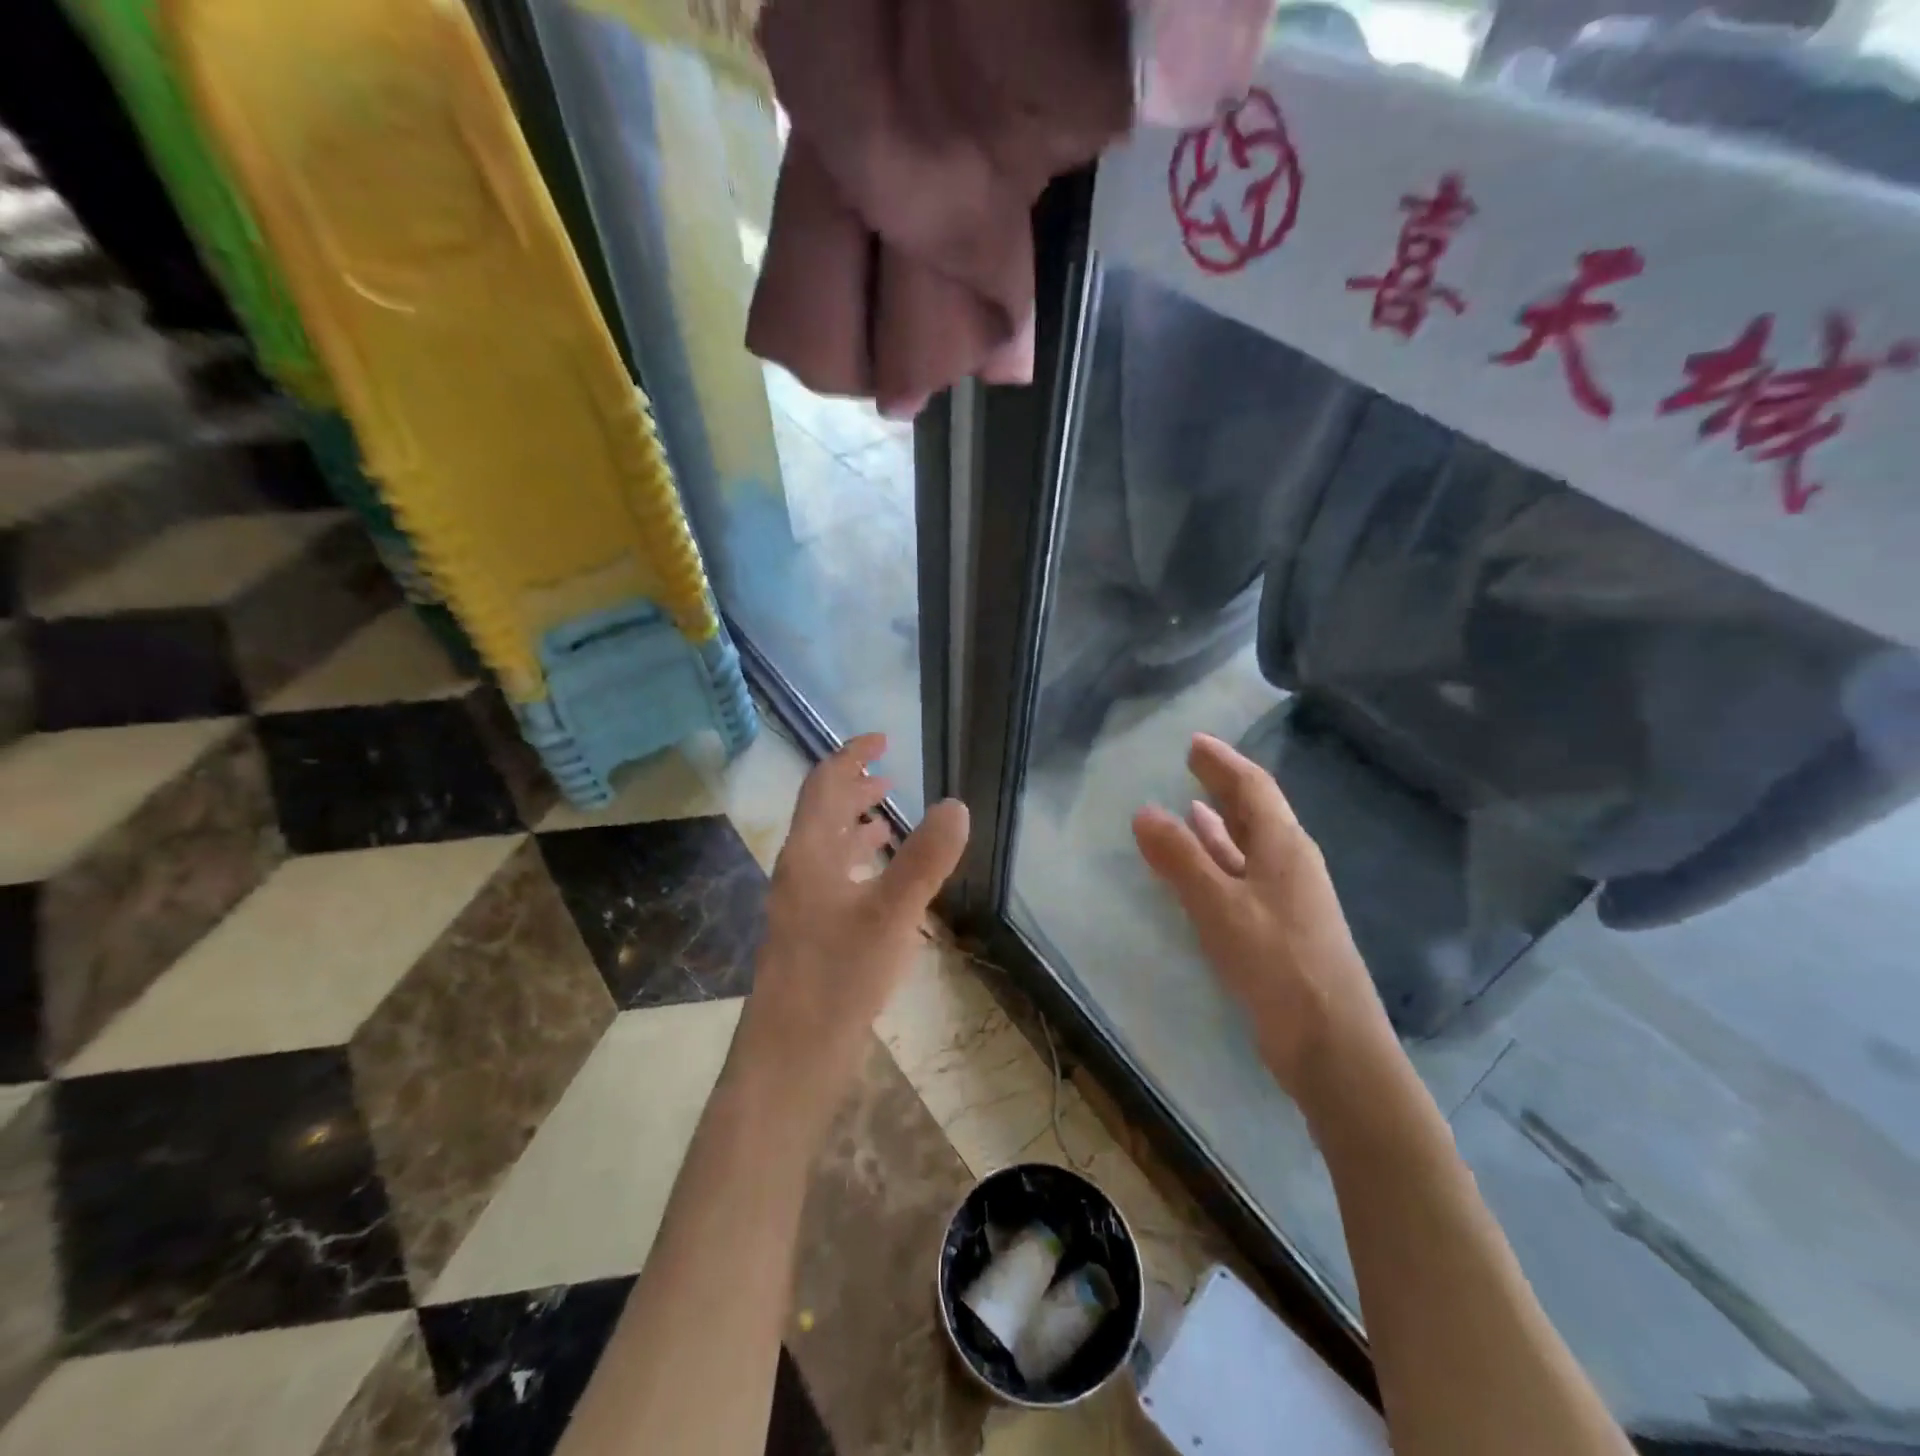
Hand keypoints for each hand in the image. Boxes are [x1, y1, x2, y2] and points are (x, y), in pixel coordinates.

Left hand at [735, 734, 969, 1123]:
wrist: (789, 1061)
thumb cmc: (837, 980)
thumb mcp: (891, 915)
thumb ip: (925, 860)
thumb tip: (956, 804)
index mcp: (808, 855)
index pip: (823, 785)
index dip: (850, 755)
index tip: (882, 738)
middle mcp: (798, 873)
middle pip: (822, 814)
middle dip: (854, 788)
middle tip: (890, 776)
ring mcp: (801, 908)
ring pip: (828, 850)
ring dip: (856, 827)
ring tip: (887, 820)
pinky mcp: (810, 939)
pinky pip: (835, 883)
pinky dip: (859, 866)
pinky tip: (881, 884)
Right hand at [1133, 733, 1389, 1101]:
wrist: (1332, 1045)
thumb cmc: (1277, 963)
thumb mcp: (1219, 905)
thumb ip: (1180, 858)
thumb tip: (1144, 812)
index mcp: (1285, 847)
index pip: (1253, 788)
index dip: (1223, 762)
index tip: (1195, 743)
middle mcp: (1291, 865)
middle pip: (1256, 812)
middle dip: (1224, 787)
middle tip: (1194, 765)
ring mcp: (1288, 900)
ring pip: (1249, 847)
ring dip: (1221, 826)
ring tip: (1191, 808)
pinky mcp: (1279, 931)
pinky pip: (1243, 879)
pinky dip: (1219, 864)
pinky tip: (1203, 870)